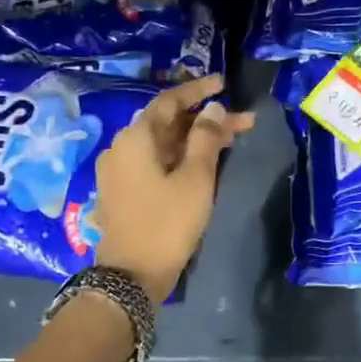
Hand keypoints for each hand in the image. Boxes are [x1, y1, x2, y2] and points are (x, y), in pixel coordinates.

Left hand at [92, 74, 254, 299]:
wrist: (131, 277)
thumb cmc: (168, 223)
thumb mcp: (196, 178)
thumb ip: (206, 138)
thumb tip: (213, 108)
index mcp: (136, 138)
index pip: (169, 101)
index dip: (198, 90)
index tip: (224, 84)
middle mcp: (121, 147)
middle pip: (167, 123)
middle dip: (205, 119)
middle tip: (241, 122)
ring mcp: (119, 171)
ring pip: (163, 144)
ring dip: (195, 139)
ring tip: (231, 141)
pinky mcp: (122, 191)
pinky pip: (154, 161)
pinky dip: (180, 156)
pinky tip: (204, 162)